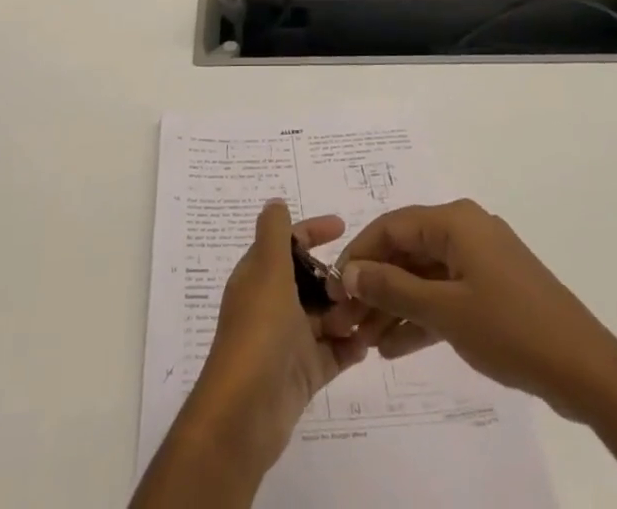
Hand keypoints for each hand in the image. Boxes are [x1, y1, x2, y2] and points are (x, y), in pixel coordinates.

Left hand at [177, 201, 371, 478]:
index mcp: (260, 276)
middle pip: (311, 281)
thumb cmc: (259, 332)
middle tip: (365, 281)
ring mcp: (288, 340)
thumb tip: (275, 202)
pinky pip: (332, 353)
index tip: (343, 227)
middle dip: (338, 278)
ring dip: (347, 313)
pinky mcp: (302, 374)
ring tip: (372, 313)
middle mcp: (272, 304)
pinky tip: (366, 345)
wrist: (244, 414)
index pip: (288, 243)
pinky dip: (348, 348)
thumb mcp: (267, 271)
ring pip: (324, 317)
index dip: (313, 231)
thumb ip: (274, 233)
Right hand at [326, 199, 608, 415]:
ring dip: (394, 305)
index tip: (334, 288)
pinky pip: (444, 295)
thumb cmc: (510, 329)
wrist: (585, 370)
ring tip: (364, 340)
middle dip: (375, 285)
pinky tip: (394, 347)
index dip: (360, 255)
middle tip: (347, 321)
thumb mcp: (445, 311)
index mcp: (454, 221)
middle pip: (406, 252)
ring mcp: (480, 261)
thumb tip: (350, 272)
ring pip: (423, 276)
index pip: (391, 227)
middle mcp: (464, 230)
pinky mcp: (491, 290)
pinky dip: (421, 317)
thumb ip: (393, 289)